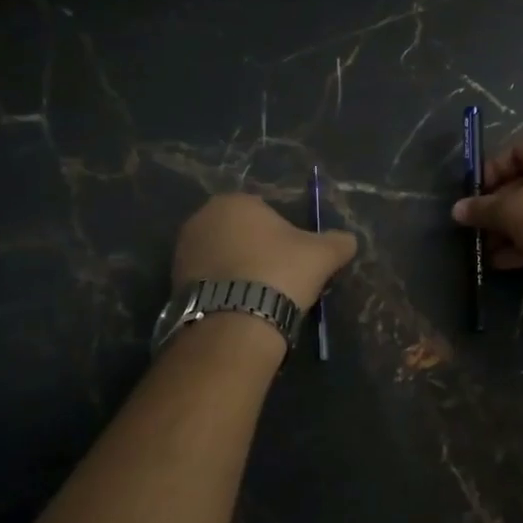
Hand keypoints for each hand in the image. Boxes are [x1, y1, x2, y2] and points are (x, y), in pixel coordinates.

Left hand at [172, 194, 356, 309]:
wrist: (235, 320)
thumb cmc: (280, 272)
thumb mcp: (322, 254)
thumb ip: (338, 242)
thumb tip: (349, 241)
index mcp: (235, 201)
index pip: (266, 212)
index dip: (284, 236)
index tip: (295, 260)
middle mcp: (202, 218)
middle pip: (241, 233)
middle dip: (257, 252)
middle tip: (280, 279)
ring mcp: (183, 251)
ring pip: (223, 257)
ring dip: (239, 271)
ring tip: (260, 298)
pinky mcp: (173, 283)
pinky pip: (208, 281)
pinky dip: (224, 290)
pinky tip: (241, 308)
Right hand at [450, 131, 522, 279]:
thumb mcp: (513, 212)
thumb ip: (483, 209)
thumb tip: (457, 210)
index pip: (517, 151)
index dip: (490, 173)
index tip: (473, 197)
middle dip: (500, 210)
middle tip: (479, 229)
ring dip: (513, 230)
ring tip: (489, 252)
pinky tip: (508, 262)